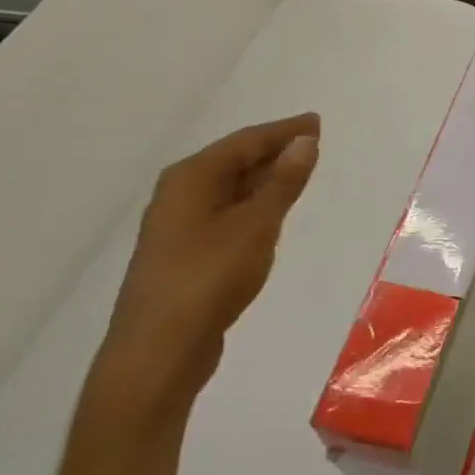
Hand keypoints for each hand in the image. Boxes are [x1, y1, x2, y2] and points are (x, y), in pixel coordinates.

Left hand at [88, 115, 320, 419]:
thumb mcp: (256, 225)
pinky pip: (227, 213)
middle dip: (274, 151)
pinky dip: (253, 205)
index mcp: (191, 178)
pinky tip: (271, 213)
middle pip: (235, 161)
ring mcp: (179, 225)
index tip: (316, 122)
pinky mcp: (186, 254)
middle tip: (313, 143)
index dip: (284, 131)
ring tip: (299, 172)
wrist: (158, 351)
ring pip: (230, 189)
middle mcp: (180, 194)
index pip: (246, 141)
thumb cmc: (209, 278)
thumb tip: (306, 142)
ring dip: (265, 178)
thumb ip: (283, 182)